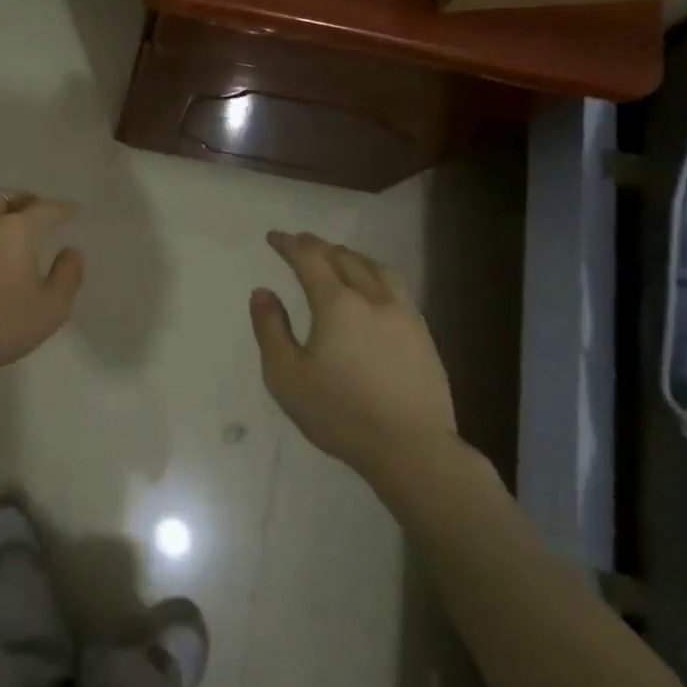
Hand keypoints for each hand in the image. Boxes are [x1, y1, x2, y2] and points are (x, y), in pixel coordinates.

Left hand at [0, 191, 84, 381]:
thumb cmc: (1, 326)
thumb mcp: (52, 308)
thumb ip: (68, 274)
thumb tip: (71, 251)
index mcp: (17, 230)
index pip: (46, 209)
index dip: (63, 208)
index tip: (73, 211)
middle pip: (5, 197)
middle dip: (24, 200)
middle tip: (32, 208)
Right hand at [250, 231, 456, 475]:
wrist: (412, 450)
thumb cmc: (340, 414)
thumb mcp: (286, 376)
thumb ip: (270, 329)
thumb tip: (263, 292)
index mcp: (337, 303)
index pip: (310, 258)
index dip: (289, 244)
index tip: (273, 237)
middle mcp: (373, 298)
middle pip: (344, 257)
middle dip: (317, 246)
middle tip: (298, 244)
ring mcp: (404, 315)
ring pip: (375, 268)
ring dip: (350, 256)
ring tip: (336, 258)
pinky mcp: (423, 334)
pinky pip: (395, 287)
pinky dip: (374, 275)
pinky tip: (371, 290)